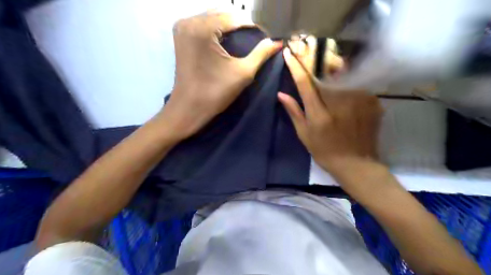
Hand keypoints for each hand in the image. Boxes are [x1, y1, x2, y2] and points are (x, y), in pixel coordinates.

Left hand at [158, 11, 283, 139]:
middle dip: (241, 23)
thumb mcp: (243, 73)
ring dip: (229, 25)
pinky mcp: (180, 36)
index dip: (252, 25)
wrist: (189, 108)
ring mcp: (182, 27)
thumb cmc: (215, 93)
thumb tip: (278, 42)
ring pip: (212, 17)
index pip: (234, 17)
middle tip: (256, 38)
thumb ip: (261, 54)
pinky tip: (227, 40)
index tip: (266, 36)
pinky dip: (217, 29)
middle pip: (222, 14)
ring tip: (244, 39)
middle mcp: (189, 21)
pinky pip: (203, 24)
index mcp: (203, 28)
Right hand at [278, 38, 381, 169]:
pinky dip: (349, 87)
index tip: (289, 53)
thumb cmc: (325, 151)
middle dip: (316, 66)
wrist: (356, 163)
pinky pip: (356, 86)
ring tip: (332, 81)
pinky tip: (347, 96)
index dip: (296, 66)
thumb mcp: (304, 134)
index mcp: (319, 114)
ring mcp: (359, 101)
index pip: (305, 83)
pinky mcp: (373, 102)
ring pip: (341, 78)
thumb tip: (281, 94)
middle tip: (310, 60)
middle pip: (325, 75)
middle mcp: (340, 103)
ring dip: (333, 75)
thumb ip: (294, 112)